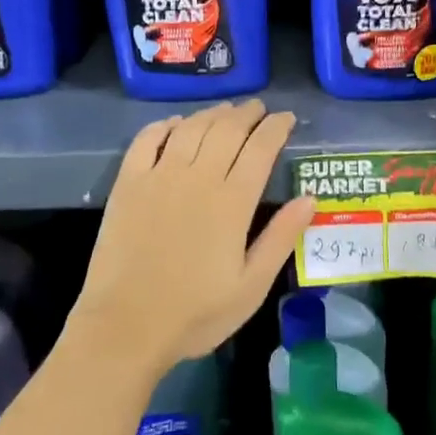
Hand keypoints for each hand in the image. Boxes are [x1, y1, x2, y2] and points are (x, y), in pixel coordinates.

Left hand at [69, 100, 315, 377]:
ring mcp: (159, 176)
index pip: (260, 148)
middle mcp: (197, 177)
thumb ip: (281, 238)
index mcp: (232, 202)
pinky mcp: (128, 183)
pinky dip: (164, 125)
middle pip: (227, 130)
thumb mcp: (251, 286)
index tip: (286, 118)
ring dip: (212, 114)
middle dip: (247, 114)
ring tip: (226, 110)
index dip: (276, 127)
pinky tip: (175, 123)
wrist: (125, 326)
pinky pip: (147, 139)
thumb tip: (310, 198)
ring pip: (191, 128)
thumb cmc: (195, 313)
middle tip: (259, 108)